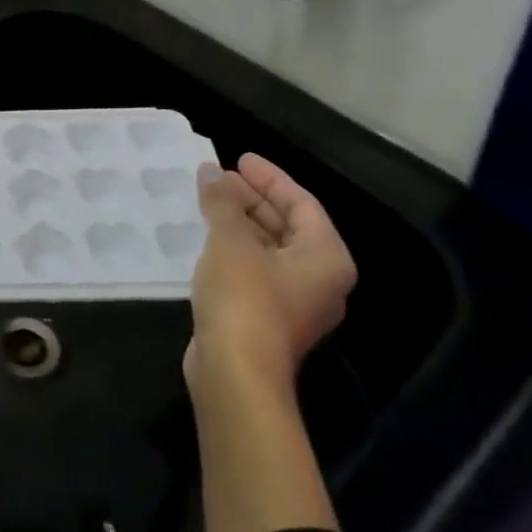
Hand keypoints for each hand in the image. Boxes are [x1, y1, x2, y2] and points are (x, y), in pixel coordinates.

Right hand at [184, 153, 357, 399]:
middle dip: (252, 199)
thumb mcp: (231, 240)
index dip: (270, 177)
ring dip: (240, 223)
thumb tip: (213, 173)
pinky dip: (234, 248)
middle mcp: (319, 279)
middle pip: (288, 226)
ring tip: (207, 202)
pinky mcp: (267, 318)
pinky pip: (255, 269)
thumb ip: (223, 202)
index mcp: (326, 257)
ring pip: (269, 249)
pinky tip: (206, 238)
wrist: (236, 372)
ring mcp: (293, 302)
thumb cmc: (244, 297)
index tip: (239, 159)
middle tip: (218, 178)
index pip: (302, 203)